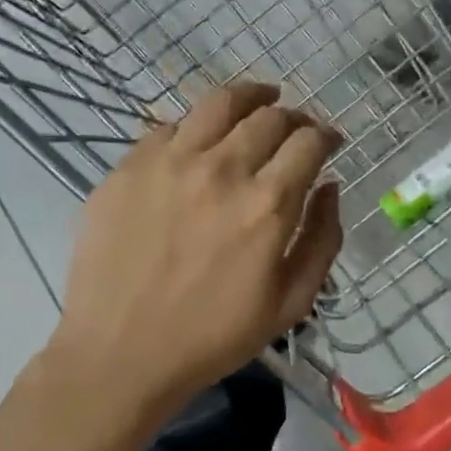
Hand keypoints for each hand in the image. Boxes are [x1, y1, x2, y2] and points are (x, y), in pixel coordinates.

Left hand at [48, 83, 343, 415]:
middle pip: (269, 115)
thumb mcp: (291, 304)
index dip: (326, 135)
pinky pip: (169, 126)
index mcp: (267, 204)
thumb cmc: (212, 337)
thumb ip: (322, 240)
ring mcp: (169, 162)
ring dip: (249, 97)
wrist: (120, 353)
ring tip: (259, 100)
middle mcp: (221, 169)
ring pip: (218, 103)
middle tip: (296, 129)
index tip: (328, 143)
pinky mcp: (128, 167)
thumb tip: (330, 187)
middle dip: (293, 116)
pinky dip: (197, 126)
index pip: (308, 141)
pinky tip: (200, 140)